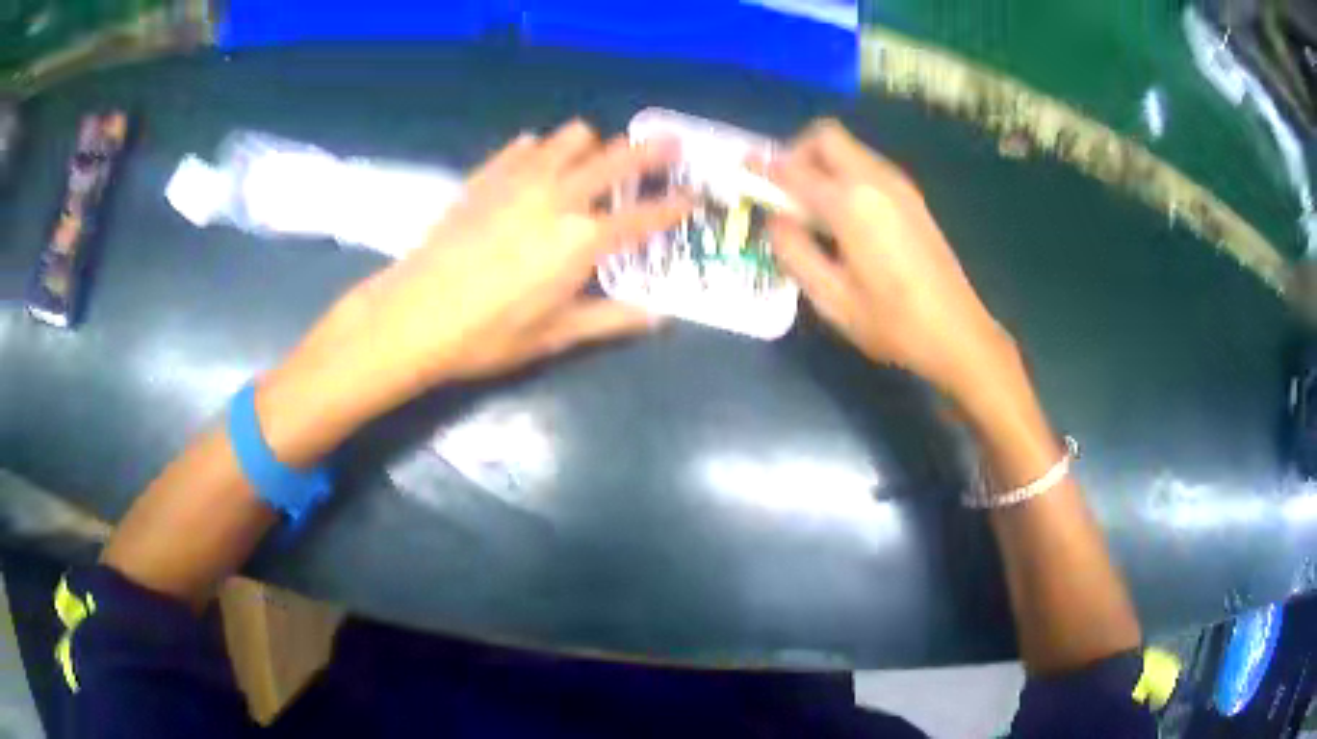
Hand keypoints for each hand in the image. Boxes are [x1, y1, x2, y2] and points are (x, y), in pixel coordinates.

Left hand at [292, 120, 690, 417]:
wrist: (413, 314)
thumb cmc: (487, 334)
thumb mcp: (556, 335)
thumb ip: (612, 319)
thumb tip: (660, 317)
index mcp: (583, 240)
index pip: (646, 215)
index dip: (676, 205)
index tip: (693, 198)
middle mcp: (559, 196)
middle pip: (618, 157)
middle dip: (652, 151)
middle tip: (669, 148)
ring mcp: (521, 178)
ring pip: (573, 136)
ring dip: (593, 145)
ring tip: (593, 162)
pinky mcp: (488, 174)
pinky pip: (526, 146)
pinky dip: (543, 150)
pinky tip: (537, 167)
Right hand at [766, 120, 1014, 398]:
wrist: (958, 333)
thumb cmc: (893, 323)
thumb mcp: (831, 299)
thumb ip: (794, 252)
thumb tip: (774, 220)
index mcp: (851, 203)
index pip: (793, 169)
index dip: (762, 168)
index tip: (742, 171)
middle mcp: (875, 180)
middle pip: (825, 136)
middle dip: (796, 153)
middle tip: (784, 189)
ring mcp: (899, 186)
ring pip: (849, 149)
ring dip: (821, 163)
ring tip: (810, 206)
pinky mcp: (912, 198)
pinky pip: (868, 166)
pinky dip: (844, 174)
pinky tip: (843, 215)